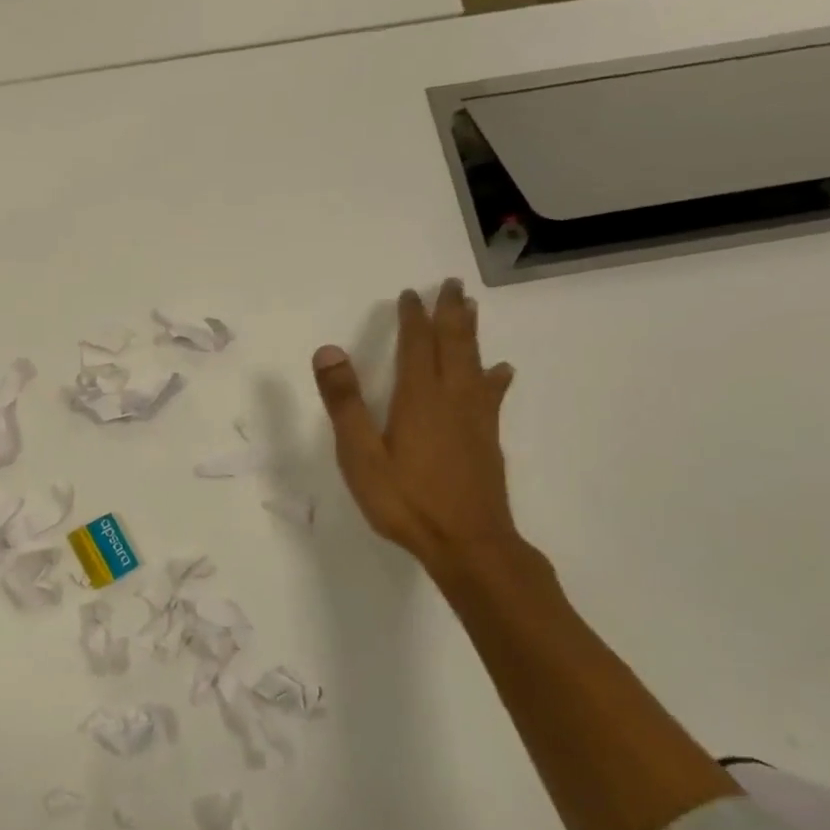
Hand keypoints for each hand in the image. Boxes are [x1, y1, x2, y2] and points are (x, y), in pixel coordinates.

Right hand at [313, 278, 517, 570]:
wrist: (467, 544)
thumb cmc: (405, 501)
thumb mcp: (360, 455)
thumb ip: (345, 402)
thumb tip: (329, 350)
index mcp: (418, 399)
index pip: (416, 345)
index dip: (413, 318)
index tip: (410, 294)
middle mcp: (452, 399)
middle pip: (453, 346)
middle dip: (450, 314)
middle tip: (452, 285)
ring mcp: (475, 419)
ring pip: (475, 364)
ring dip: (471, 334)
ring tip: (472, 310)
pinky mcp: (486, 440)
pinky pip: (491, 394)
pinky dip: (494, 376)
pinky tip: (500, 372)